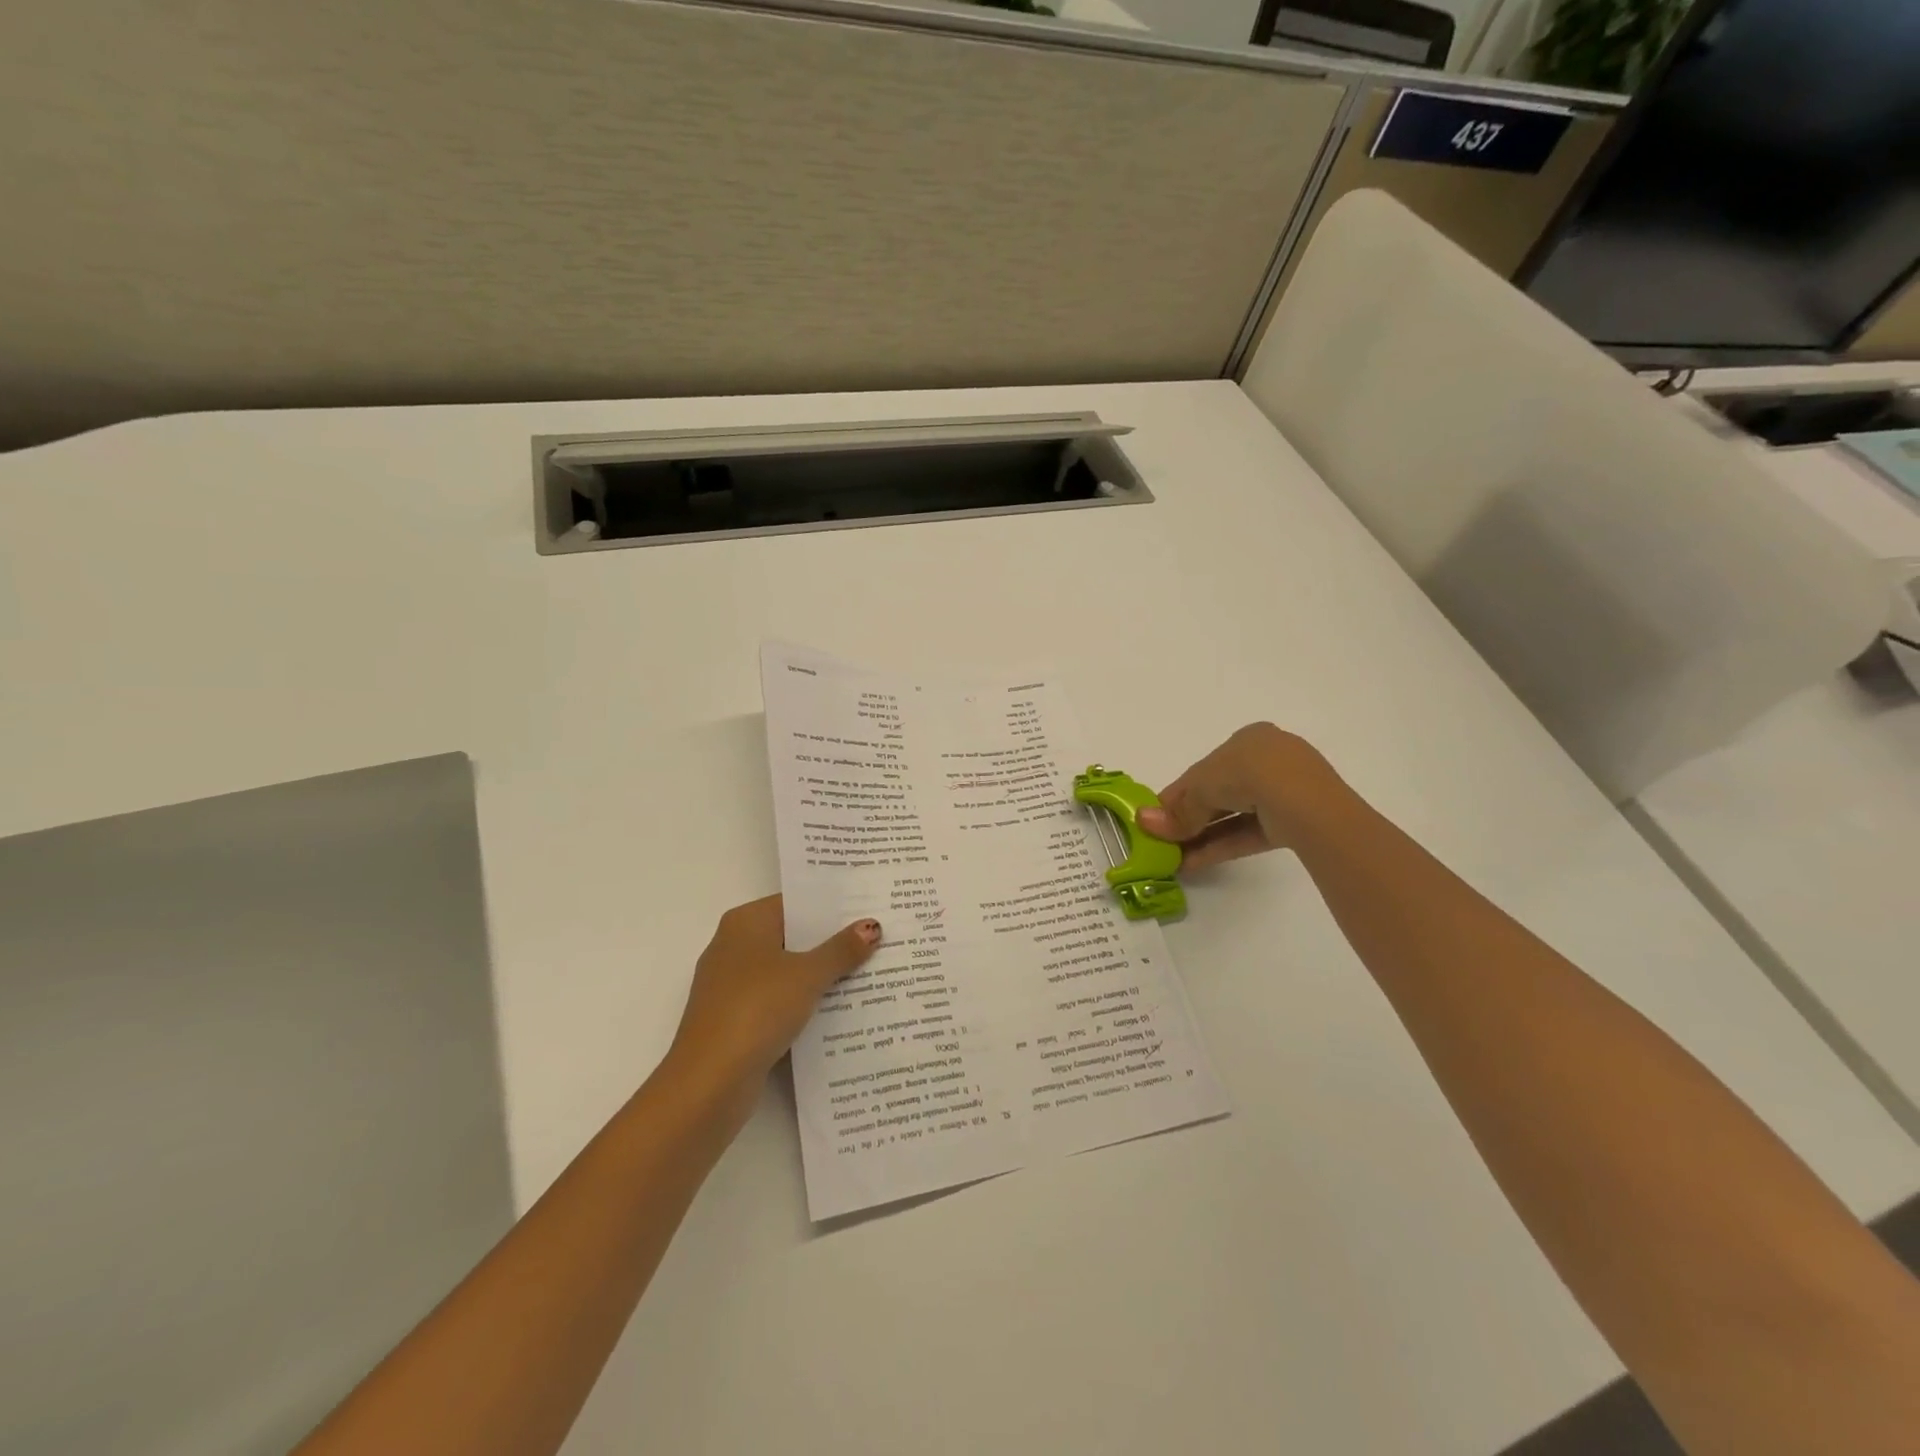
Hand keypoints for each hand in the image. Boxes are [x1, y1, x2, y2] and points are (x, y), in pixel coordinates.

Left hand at [668, 896, 880, 1099]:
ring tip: (870, 972)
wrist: (708, 1083)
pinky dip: (805, 1003)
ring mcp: (733, 986)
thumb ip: (840, 950)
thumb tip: (871, 926)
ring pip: (787, 971)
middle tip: (880, 938)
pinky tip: (841, 1009)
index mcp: (745, 923)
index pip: (795, 903)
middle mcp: (734, 947)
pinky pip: (779, 1001)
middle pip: (792, 937)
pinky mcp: (737, 1020)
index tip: (869, 907)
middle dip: (832, 941)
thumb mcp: (806, 975)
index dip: (832, 906)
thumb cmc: (755, 1010)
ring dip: (821, 975)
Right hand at [1137, 723, 1347, 869]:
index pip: (1204, 769)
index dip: (1177, 794)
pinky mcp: (1290, 823)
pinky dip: (1220, 846)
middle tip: (1162, 840)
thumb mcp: (1203, 786)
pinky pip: (1247, 833)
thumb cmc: (1247, 772)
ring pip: (1232, 816)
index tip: (1155, 817)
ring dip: (1201, 837)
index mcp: (1247, 741)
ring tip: (1173, 859)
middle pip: (1218, 793)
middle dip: (1189, 819)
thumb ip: (1178, 810)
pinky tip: (1192, 863)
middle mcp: (1266, 762)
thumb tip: (1143, 822)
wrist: (1304, 800)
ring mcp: (1282, 794)